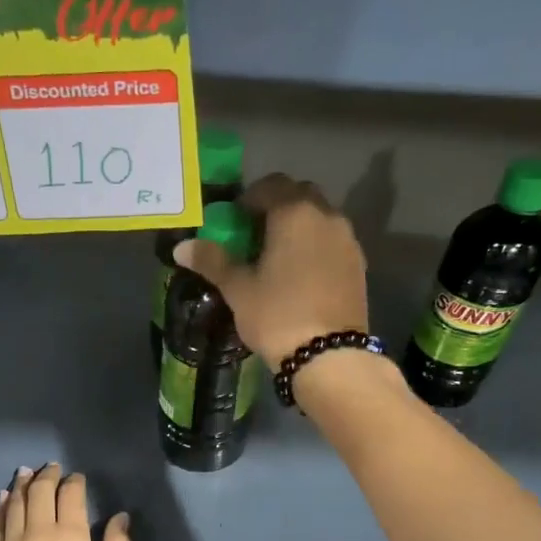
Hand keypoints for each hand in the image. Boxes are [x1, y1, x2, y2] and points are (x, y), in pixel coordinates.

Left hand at [0, 463, 130, 540]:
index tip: (77, 478)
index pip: (70, 494)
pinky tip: (3, 497)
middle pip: (39, 491)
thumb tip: (120, 517)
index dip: (74, 482)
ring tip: (26, 472)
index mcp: (70, 537)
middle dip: (47, 476)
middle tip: (51, 468)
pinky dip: (1, 506)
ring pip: (14, 503)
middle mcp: (38, 532)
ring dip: (21, 484)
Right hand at [172, 174, 368, 365]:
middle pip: (300, 195)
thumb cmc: (277, 315)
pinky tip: (301, 275)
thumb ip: (212, 261)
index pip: (270, 185)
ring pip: (320, 218)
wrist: (329, 355)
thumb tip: (181, 248)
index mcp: (295, 213)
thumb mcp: (238, 289)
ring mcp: (348, 240)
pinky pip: (333, 242)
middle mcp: (327, 216)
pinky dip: (316, 246)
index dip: (249, 198)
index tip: (234, 221)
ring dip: (299, 226)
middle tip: (255, 235)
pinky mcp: (359, 265)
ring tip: (278, 257)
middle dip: (277, 207)